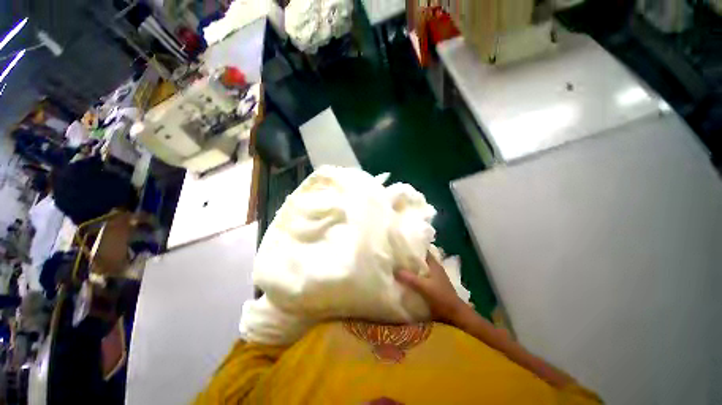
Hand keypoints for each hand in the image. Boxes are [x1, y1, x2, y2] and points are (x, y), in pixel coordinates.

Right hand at [395, 253, 467, 324]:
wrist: (454, 314)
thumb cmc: (441, 297)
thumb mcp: (424, 286)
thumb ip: (410, 278)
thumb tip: (395, 270)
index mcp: (434, 264)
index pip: (423, 251)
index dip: (413, 248)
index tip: (402, 248)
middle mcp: (435, 269)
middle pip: (421, 260)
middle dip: (410, 259)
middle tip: (397, 258)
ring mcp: (435, 278)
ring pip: (421, 269)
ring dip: (412, 269)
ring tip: (399, 268)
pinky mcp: (434, 286)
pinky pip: (422, 278)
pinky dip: (415, 277)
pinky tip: (407, 280)